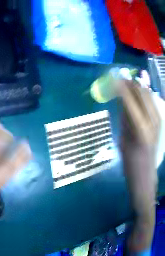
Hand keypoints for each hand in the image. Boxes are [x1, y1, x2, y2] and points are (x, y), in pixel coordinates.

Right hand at [118, 80, 160, 251]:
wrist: (146, 181)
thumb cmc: (132, 168)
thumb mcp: (124, 143)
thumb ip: (125, 117)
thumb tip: (121, 97)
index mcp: (141, 130)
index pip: (129, 98)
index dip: (120, 85)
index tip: (111, 79)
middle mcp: (151, 120)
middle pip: (139, 89)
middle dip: (128, 83)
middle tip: (119, 82)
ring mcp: (157, 119)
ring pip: (146, 91)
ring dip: (136, 87)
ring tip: (128, 89)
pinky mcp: (159, 119)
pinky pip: (151, 98)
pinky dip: (143, 93)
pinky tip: (139, 98)